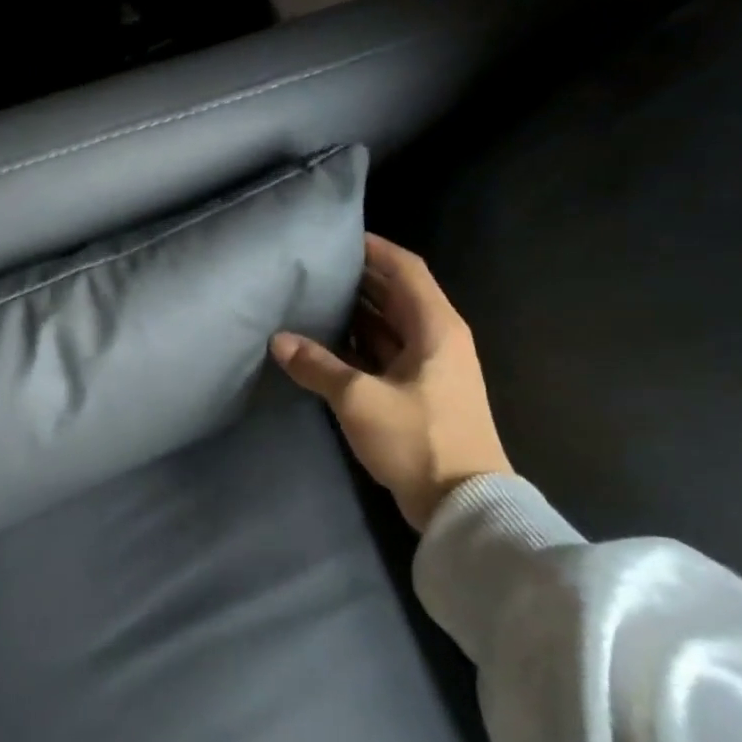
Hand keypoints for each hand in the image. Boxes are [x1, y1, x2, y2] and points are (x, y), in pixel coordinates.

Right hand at [271, 234, 510, 531]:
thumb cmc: (418, 439)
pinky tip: (326, 344)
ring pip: (390, 326)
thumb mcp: (360, 399)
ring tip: (313, 299)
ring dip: (357, 314)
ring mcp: (431, 369)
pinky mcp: (421, 394)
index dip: (375, 249)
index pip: (406, 270)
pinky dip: (360, 345)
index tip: (338, 237)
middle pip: (397, 295)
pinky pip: (386, 354)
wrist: (462, 504)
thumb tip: (279, 341)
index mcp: (436, 327)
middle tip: (315, 268)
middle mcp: (438, 339)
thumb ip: (318, 366)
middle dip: (359, 280)